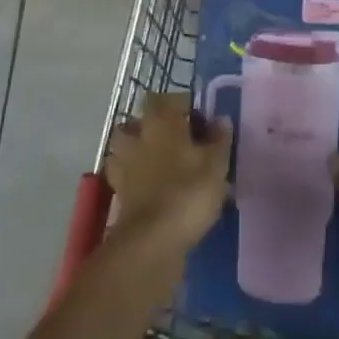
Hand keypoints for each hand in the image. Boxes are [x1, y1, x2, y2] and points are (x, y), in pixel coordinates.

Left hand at [104, 93, 231, 258]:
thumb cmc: (188, 192)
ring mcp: (124, 163)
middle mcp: (138, 134)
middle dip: (157, 125)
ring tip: (161, 163)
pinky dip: (135, 177)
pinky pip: (125, 174)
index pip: (169, 98)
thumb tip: (221, 119)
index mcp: (161, 120)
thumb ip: (219, 139)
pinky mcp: (118, 191)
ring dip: (140, 149)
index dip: (185, 105)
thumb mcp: (216, 164)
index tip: (202, 121)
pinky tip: (150, 187)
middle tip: (179, 140)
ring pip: (127, 145)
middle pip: (142, 119)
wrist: (152, 240)